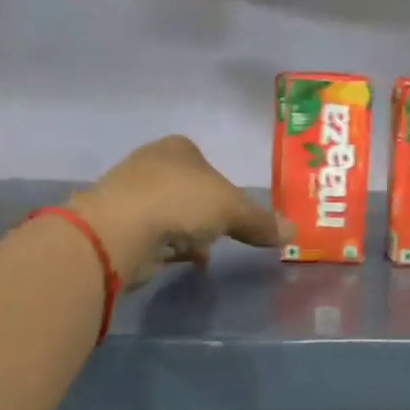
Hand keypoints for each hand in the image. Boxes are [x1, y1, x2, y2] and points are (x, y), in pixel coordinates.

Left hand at [69, 136, 281, 284]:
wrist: (120, 231)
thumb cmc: (180, 202)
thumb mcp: (232, 209)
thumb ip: (261, 220)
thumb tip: (293, 231)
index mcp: (177, 148)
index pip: (205, 162)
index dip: (222, 186)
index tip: (233, 212)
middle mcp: (150, 163)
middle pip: (186, 189)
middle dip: (202, 212)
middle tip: (220, 233)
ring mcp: (129, 194)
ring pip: (168, 213)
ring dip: (185, 232)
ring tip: (202, 252)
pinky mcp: (116, 225)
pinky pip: (152, 235)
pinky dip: (166, 247)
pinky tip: (179, 262)